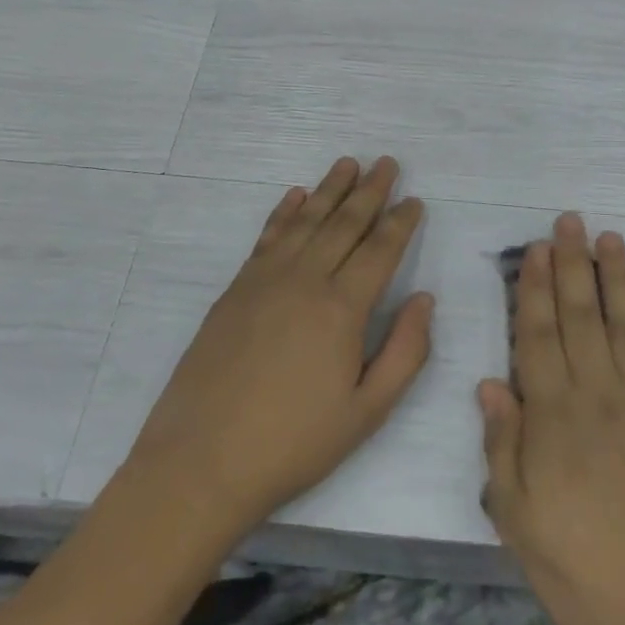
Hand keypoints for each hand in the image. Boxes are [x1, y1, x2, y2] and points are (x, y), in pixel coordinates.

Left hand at [127, 156, 431, 540]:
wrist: (201, 462)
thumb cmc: (294, 443)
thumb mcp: (367, 411)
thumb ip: (405, 351)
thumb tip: (424, 299)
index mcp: (342, 308)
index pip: (380, 250)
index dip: (400, 222)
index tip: (414, 200)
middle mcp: (305, 280)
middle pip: (345, 223)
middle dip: (370, 191)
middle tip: (387, 162)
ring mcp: (264, 280)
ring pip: (306, 221)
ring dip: (330, 189)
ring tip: (349, 163)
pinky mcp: (235, 290)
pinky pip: (267, 237)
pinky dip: (285, 212)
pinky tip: (296, 196)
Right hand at [479, 214, 624, 624]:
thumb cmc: (587, 574)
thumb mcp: (520, 523)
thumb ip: (504, 448)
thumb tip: (490, 384)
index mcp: (555, 417)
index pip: (539, 336)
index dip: (535, 289)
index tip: (536, 250)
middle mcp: (601, 394)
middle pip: (582, 316)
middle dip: (573, 264)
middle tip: (570, 221)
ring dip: (619, 277)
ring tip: (610, 238)